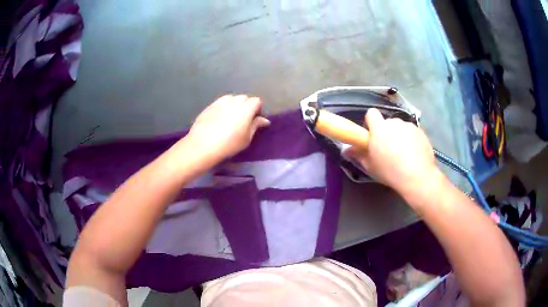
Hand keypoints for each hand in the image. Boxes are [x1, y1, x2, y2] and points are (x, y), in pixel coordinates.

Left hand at [185, 94, 269, 162]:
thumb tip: (265, 120)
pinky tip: (220, 118)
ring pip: (232, 98)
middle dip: (247, 105)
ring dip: (235, 104)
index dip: (258, 109)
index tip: (255, 120)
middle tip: (244, 119)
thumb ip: (256, 126)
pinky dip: (224, 107)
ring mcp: (220, 102)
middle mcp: (233, 101)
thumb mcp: (246, 138)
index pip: (256, 101)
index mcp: (245, 108)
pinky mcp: (209, 106)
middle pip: (244, 97)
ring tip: (232, 117)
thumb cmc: (229, 144)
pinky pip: (220, 102)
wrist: (202, 145)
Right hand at [345, 108, 440, 194]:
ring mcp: (409, 126)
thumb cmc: (390, 171)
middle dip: (387, 131)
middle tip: (388, 148)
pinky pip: (413, 133)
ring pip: (401, 127)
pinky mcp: (421, 132)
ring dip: (400, 135)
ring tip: (403, 153)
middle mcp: (394, 123)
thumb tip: (346, 150)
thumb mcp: (370, 166)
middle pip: (387, 122)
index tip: (372, 135)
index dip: (371, 122)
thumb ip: (358, 155)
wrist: (417, 176)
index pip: (371, 113)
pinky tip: (414, 154)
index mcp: (379, 128)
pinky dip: (412, 140)